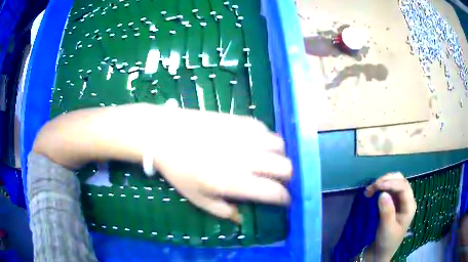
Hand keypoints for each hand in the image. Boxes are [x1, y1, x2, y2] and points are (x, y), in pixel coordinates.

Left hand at [150, 108, 292, 222]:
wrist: (164, 135)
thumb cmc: (178, 170)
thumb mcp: (198, 199)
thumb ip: (224, 211)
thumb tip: (242, 218)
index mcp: (236, 181)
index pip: (274, 192)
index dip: (284, 199)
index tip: (284, 201)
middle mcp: (247, 158)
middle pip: (286, 167)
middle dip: (286, 178)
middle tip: (276, 181)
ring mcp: (244, 136)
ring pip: (280, 145)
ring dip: (278, 156)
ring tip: (267, 161)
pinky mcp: (239, 120)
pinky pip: (264, 128)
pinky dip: (265, 139)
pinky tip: (255, 144)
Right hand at [363, 173, 416, 260]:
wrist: (382, 251)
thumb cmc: (386, 241)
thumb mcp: (386, 228)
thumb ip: (387, 211)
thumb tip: (382, 193)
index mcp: (409, 206)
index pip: (403, 187)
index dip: (391, 183)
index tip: (377, 185)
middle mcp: (407, 199)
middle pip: (400, 181)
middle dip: (387, 180)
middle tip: (372, 186)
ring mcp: (401, 200)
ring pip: (395, 182)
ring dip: (383, 182)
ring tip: (370, 189)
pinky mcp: (394, 202)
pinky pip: (390, 189)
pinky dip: (382, 187)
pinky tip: (374, 191)